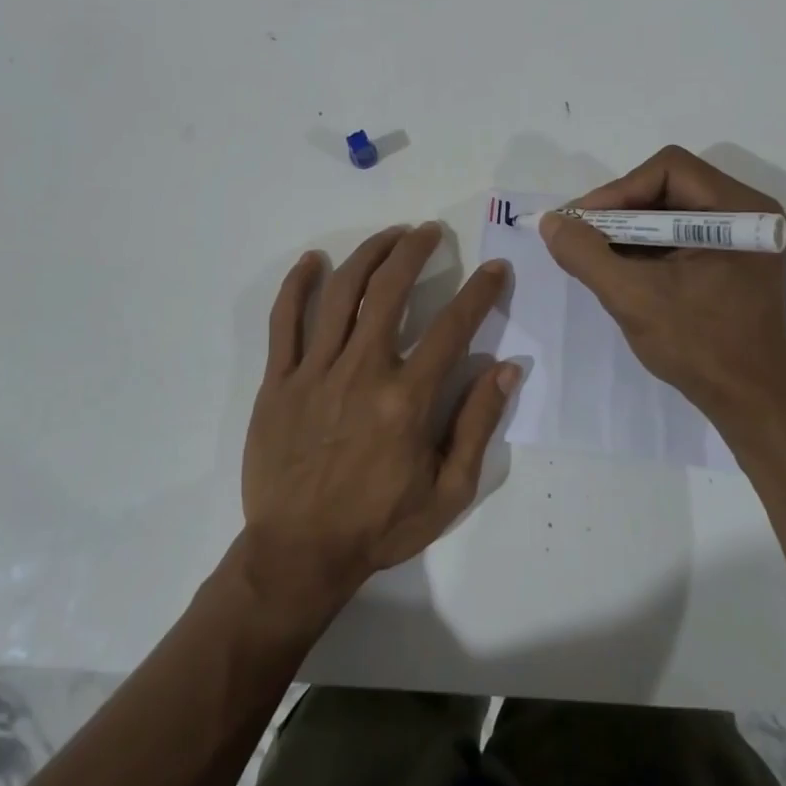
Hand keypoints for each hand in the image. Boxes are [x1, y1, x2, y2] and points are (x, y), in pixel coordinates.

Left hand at [240, 224, 518, 621]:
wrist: (300, 553)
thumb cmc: (380, 525)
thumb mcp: (448, 491)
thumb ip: (477, 425)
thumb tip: (506, 369)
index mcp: (407, 399)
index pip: (453, 327)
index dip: (479, 292)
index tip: (494, 268)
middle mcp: (362, 371)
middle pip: (389, 291)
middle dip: (415, 251)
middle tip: (430, 232)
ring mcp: (315, 372)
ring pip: (340, 293)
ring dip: (368, 254)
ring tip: (389, 236)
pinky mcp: (278, 380)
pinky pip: (284, 321)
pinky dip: (297, 285)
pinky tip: (312, 260)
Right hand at [540, 146, 785, 447]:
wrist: (750, 404)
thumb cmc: (699, 347)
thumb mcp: (632, 297)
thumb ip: (586, 254)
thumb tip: (551, 221)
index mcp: (740, 210)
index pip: (668, 170)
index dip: (617, 191)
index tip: (581, 224)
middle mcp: (749, 212)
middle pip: (669, 186)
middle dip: (620, 212)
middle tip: (582, 236)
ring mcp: (744, 239)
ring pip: (672, 211)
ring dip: (630, 230)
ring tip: (595, 254)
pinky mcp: (734, 261)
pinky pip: (681, 236)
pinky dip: (647, 247)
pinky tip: (622, 269)